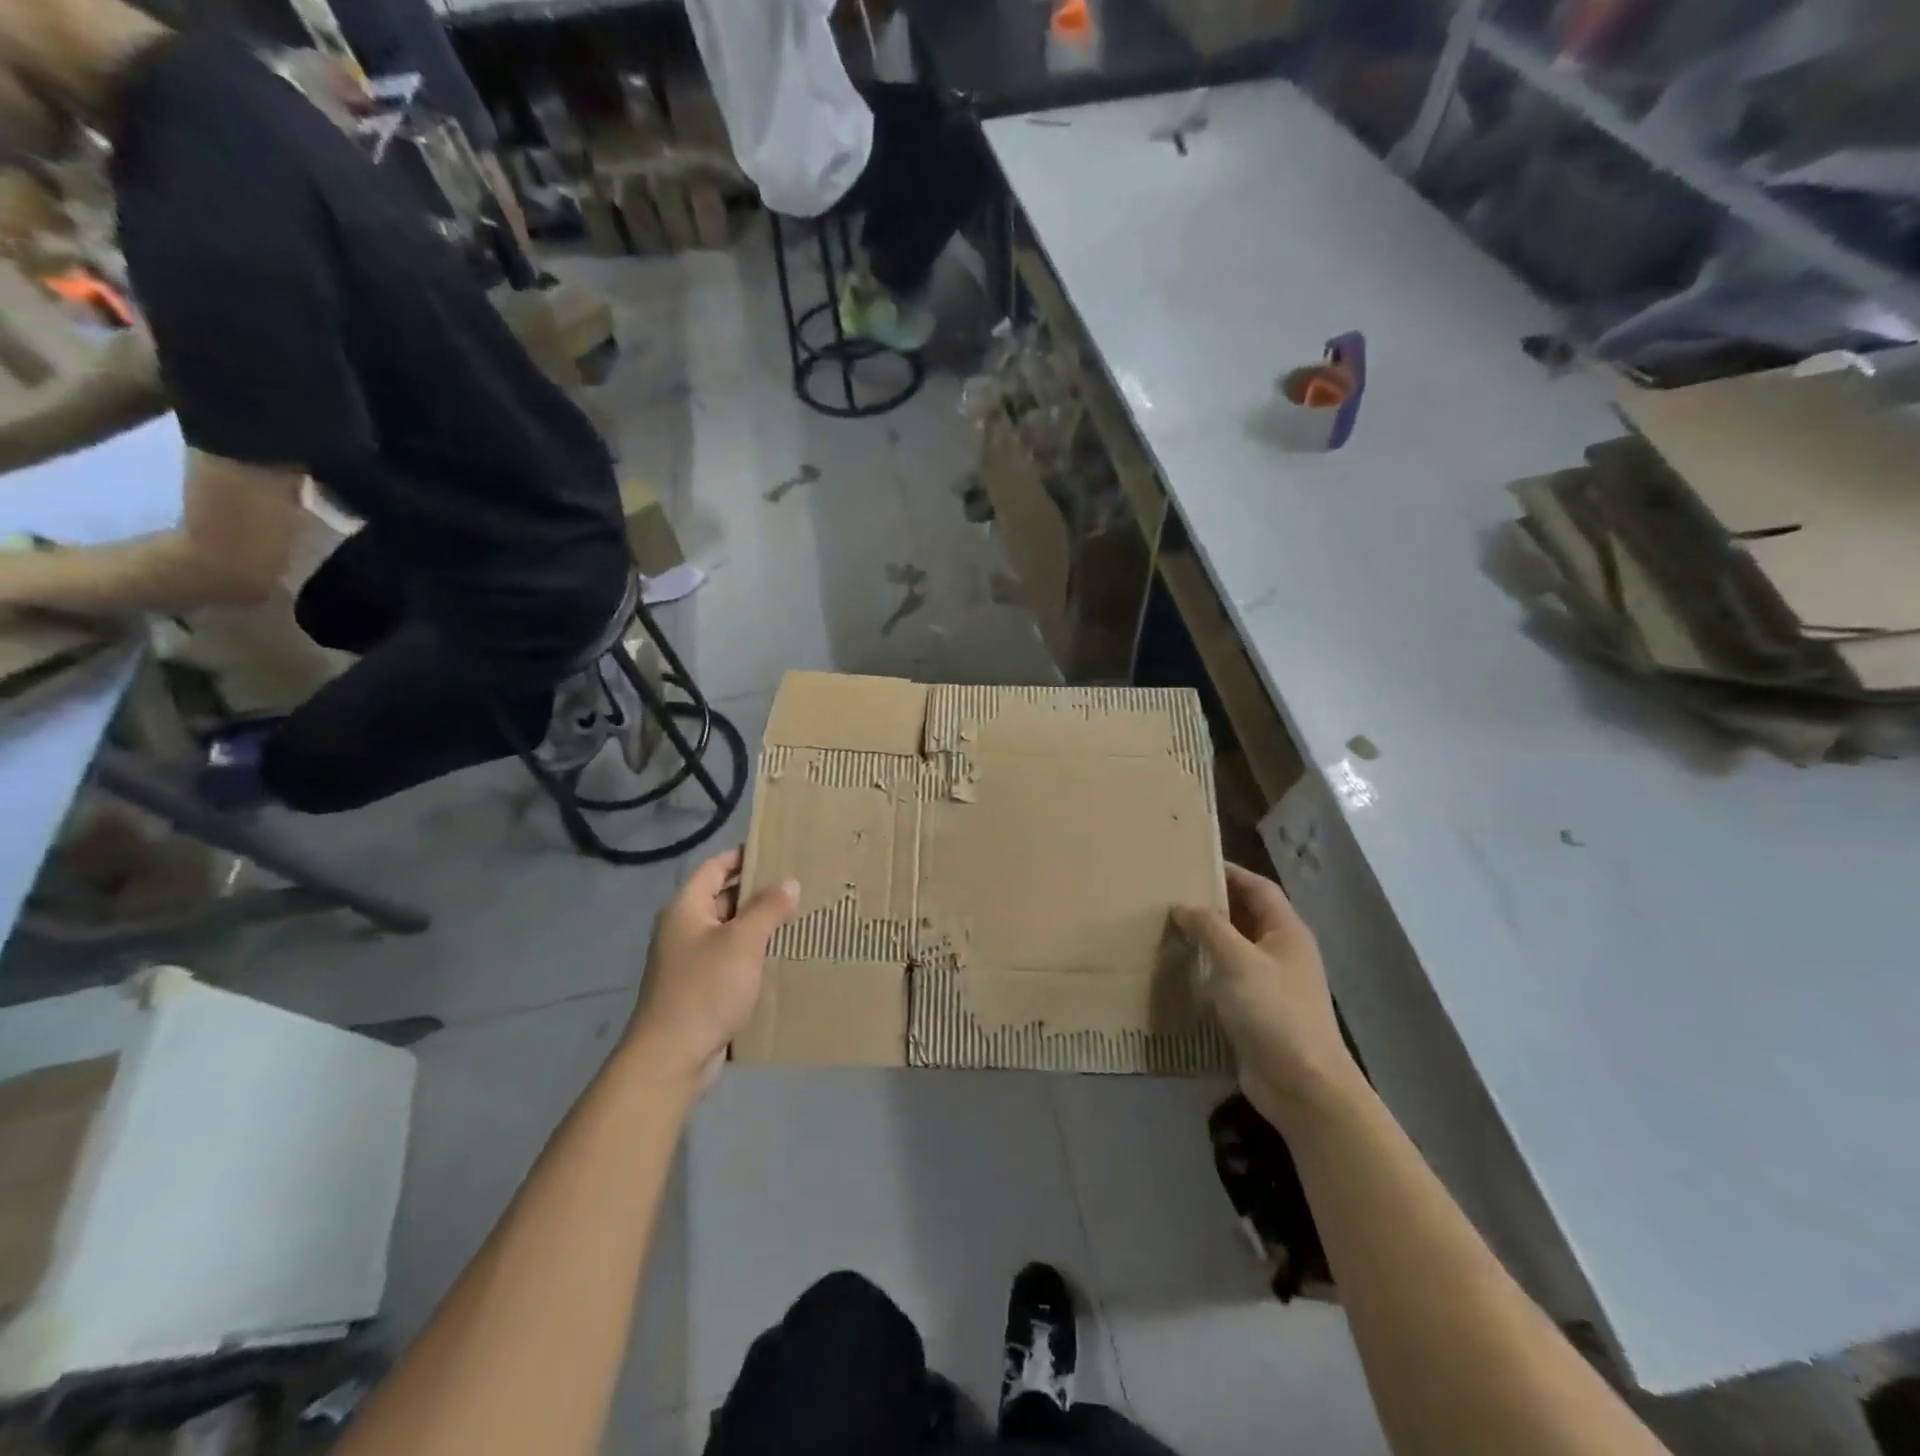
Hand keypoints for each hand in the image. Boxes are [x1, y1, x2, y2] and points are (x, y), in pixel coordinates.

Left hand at [625, 848, 798, 1087]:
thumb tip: (790, 882)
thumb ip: (768, 908)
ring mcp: (689, 961)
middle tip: (797, 885)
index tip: (777, 851)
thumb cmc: (705, 988)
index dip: (742, 856)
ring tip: (797, 917)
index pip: (714, 867)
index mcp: (685, 909)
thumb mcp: (743, 941)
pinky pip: (729, 960)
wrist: (671, 1057)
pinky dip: (752, 954)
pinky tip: (780, 957)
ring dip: (758, 925)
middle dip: (757, 892)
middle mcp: (683, 929)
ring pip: (729, 931)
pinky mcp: (699, 989)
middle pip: (722, 898)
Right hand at [1174, 865, 1363, 1128]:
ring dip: (1206, 938)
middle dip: (1212, 904)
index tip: (1194, 863)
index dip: (1230, 872)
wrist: (1302, 1084)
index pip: (1258, 888)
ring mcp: (1270, 984)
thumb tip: (1183, 907)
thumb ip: (1209, 927)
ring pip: (1234, 948)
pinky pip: (1228, 979)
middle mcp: (1282, 953)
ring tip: (1167, 927)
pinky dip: (1206, 969)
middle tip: (1172, 894)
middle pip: (1246, 916)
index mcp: (1287, 932)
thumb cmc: (1274, 1011)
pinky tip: (1179, 969)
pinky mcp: (1256, 1011)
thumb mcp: (1237, 960)